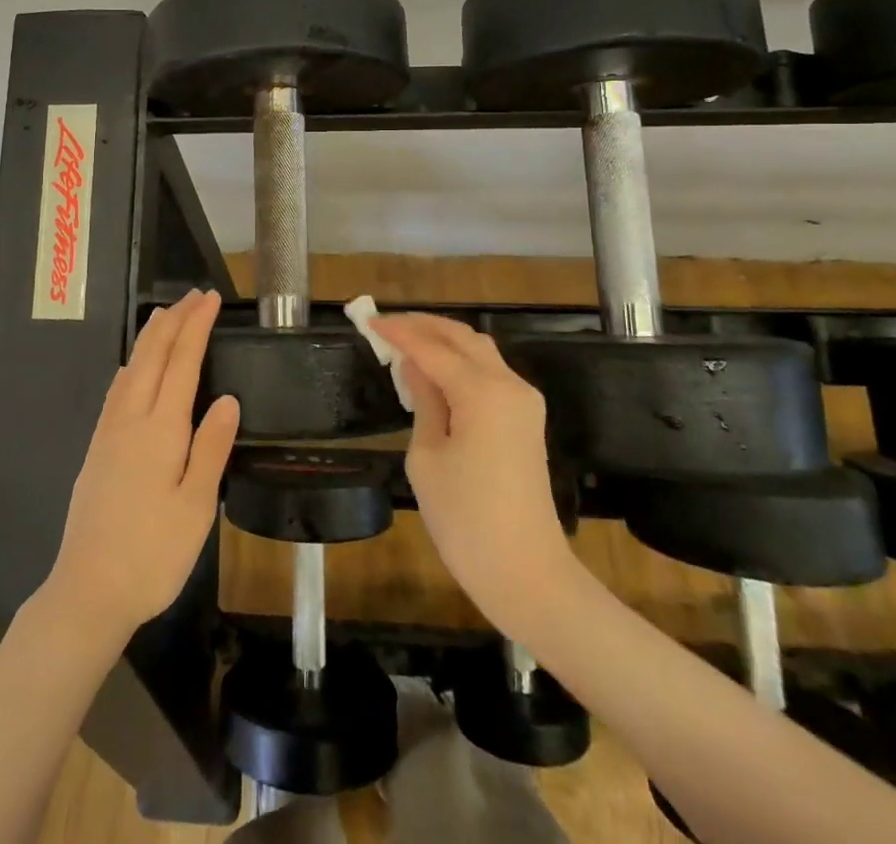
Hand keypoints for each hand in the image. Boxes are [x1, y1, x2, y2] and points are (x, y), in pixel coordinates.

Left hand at [40, 290, 240, 641]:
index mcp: (161, 429)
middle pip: (152, 356)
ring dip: (150, 337)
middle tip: (193, 295)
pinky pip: (117, 389)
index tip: (211, 299)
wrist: (88, 590)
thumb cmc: (152, 554)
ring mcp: (109, 433)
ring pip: (131, 368)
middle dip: (174, 321)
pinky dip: (131, 364)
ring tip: (164, 316)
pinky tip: (132, 368)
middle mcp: (131, 419)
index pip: (182, 362)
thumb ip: (211, 447)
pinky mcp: (97, 449)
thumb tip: (227, 397)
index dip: (196, 327)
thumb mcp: (196, 506)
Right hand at [371, 313, 574, 639]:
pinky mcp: (526, 420)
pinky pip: (490, 374)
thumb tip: (414, 367)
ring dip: (443, 341)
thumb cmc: (466, 521)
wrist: (527, 575)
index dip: (399, 332)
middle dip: (423, 326)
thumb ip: (423, 401)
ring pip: (479, 351)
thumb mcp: (427, 458)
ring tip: (406, 342)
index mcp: (482, 392)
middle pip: (462, 338)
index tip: (368, 321)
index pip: (432, 347)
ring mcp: (524, 402)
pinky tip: (434, 371)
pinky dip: (460, 362)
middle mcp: (509, 385)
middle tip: (386, 325)